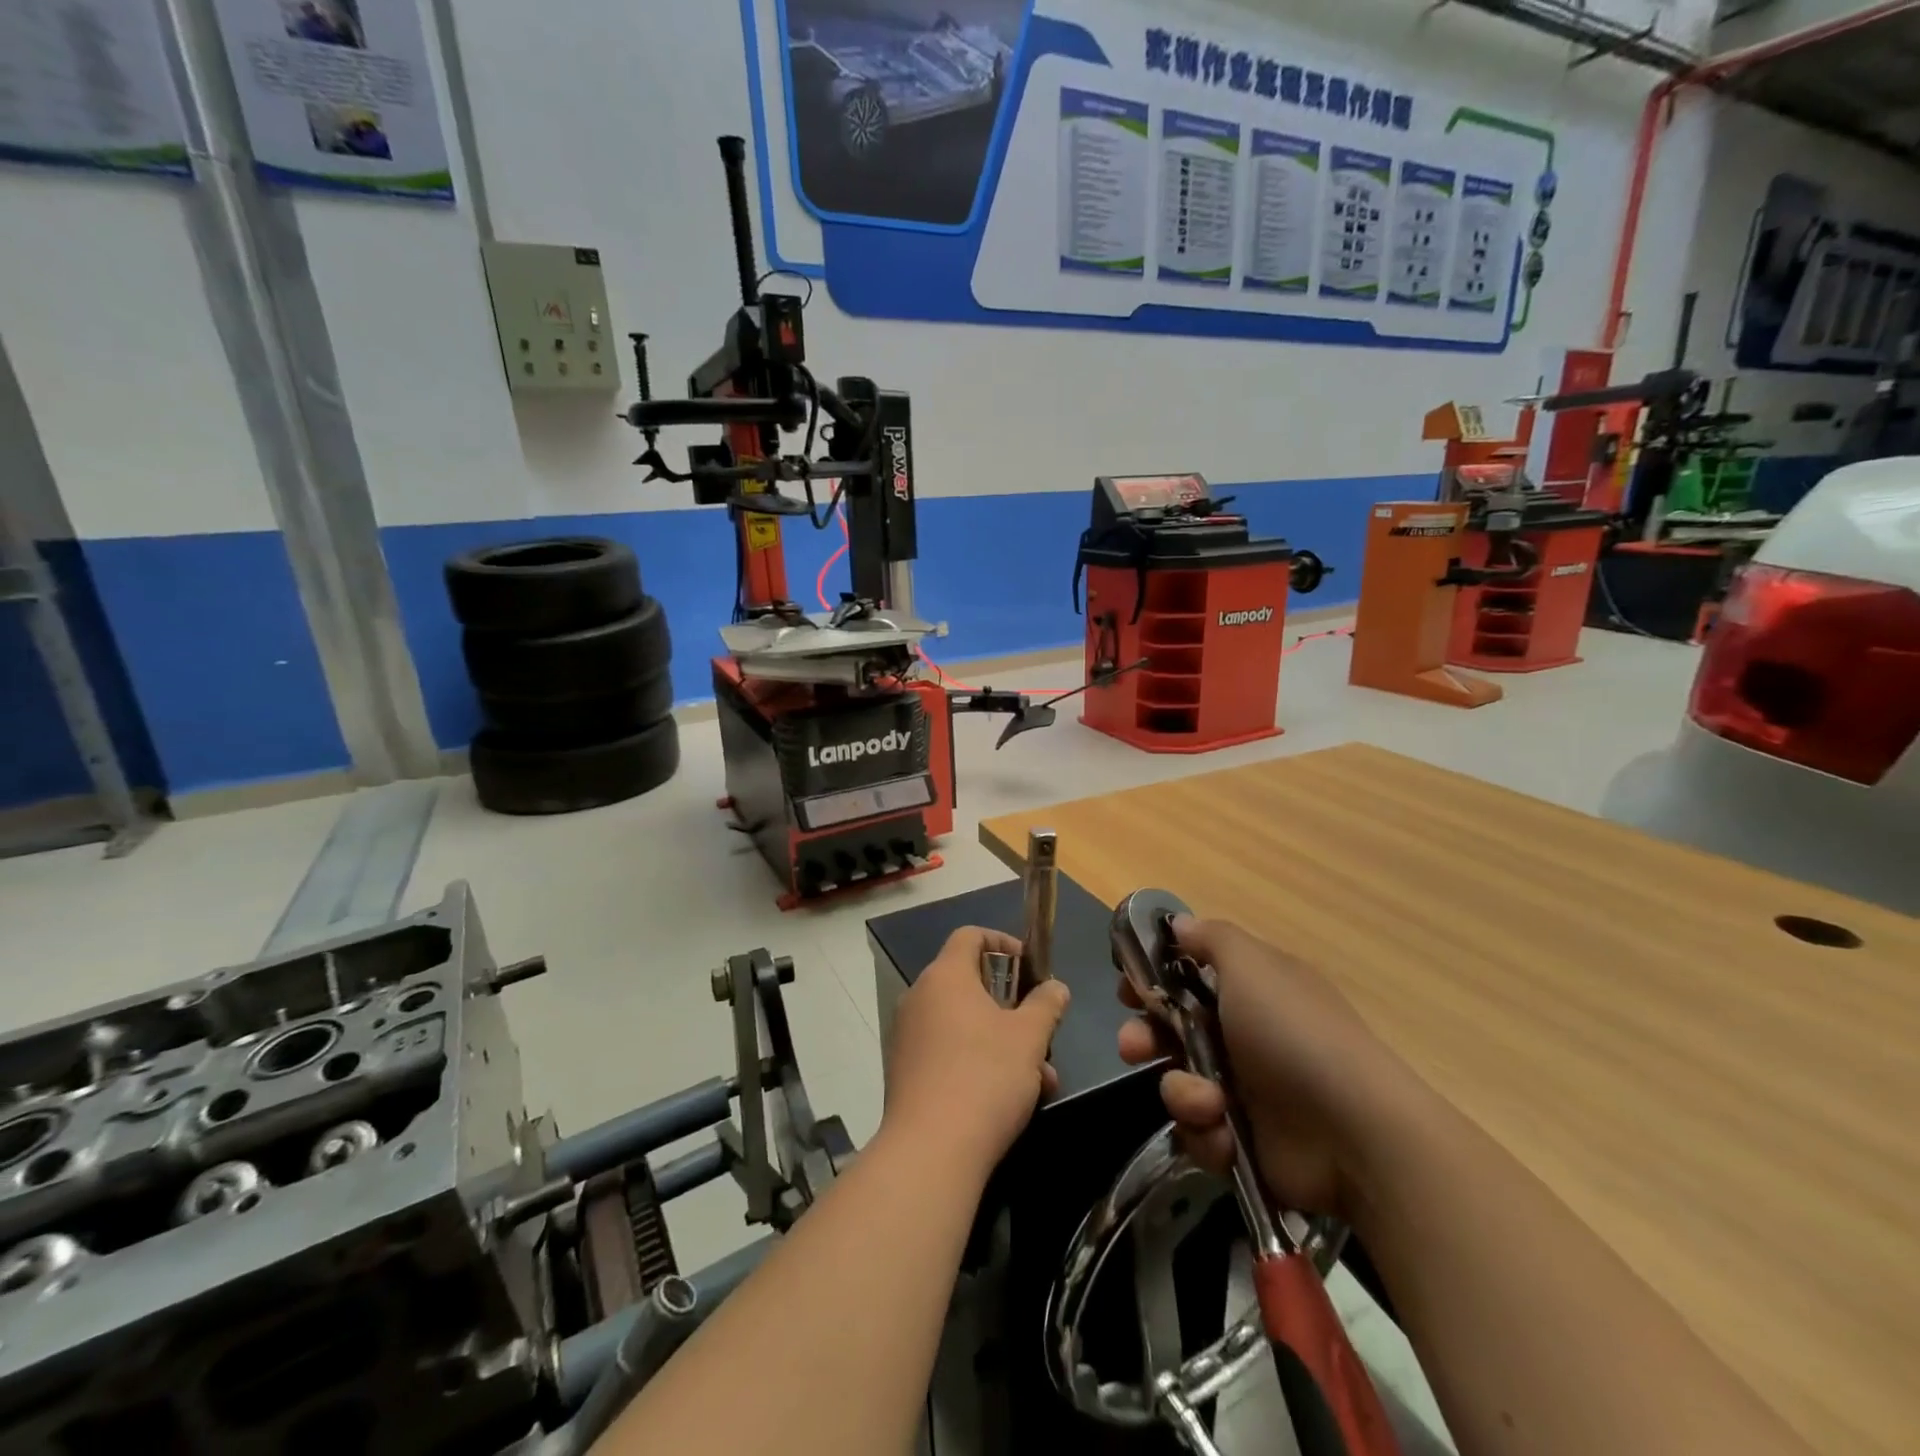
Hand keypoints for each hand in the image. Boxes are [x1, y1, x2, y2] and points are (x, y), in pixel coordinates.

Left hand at [883, 927, 1070, 1177]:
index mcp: (945, 976)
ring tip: (1040, 1079)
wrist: (931, 1151)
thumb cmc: (985, 1077)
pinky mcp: (905, 1071)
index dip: (1003, 942)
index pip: (970, 935)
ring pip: (963, 1023)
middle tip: (1041, 1031)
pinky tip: (1010, 1099)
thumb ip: (1045, 1005)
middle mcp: (919, 996)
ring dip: (1003, 1041)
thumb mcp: (1029, 1037)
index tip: (1030, 966)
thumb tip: (1055, 987)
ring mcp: (907, 1035)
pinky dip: (978, 1061)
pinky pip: (947, 1050)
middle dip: (1012, 1006)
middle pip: (969, 983)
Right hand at [1117, 916, 1397, 1219]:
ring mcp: (1244, 1092)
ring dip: (1183, 1093)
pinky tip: (1226, 1137)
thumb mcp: (1251, 965)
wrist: (1353, 1135)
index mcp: (1250, 989)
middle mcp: (1243, 1036)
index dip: (1153, 980)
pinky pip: (1199, 1132)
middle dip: (1145, 1038)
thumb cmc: (1293, 1033)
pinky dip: (1207, 1134)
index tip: (1129, 988)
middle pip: (1170, 1031)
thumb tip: (1181, 924)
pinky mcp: (1243, 1142)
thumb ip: (1210, 938)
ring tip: (1207, 1105)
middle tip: (1134, 1046)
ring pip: (1178, 1084)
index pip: (1187, 977)